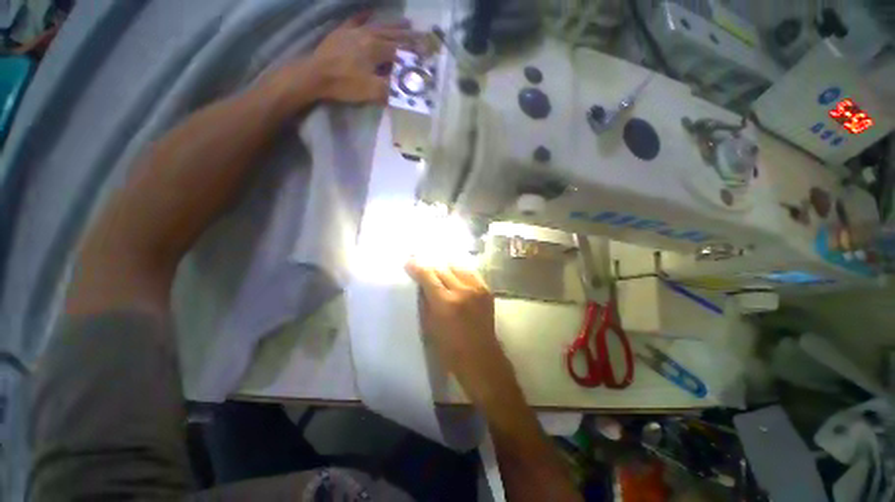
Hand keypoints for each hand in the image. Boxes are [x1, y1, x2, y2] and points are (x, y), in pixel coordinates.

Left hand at [310, 12, 415, 103]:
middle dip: (409, 36)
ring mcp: (354, 32)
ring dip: (393, 25)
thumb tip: (408, 90)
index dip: (415, 53)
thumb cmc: (345, 84)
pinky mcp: (342, 32)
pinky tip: (370, 12)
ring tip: (406, 23)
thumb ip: (392, 89)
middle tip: (422, 34)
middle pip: (393, 35)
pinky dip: (364, 16)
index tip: (427, 53)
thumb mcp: (372, 91)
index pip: (401, 51)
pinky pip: (356, 21)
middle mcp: (369, 36)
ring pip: (379, 26)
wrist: (316, 75)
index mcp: (377, 50)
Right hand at [405, 260, 519, 405]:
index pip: (428, 276)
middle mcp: (462, 290)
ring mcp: (477, 288)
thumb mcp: (430, 326)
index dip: (417, 267)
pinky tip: (454, 274)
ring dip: (445, 267)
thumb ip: (425, 301)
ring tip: (438, 269)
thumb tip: (420, 284)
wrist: (481, 357)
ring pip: (457, 267)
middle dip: (430, 266)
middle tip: (422, 265)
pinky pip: (470, 273)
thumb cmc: (450, 348)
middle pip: (442, 268)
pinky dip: (459, 271)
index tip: (409, 261)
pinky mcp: (486, 289)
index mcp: (445, 302)